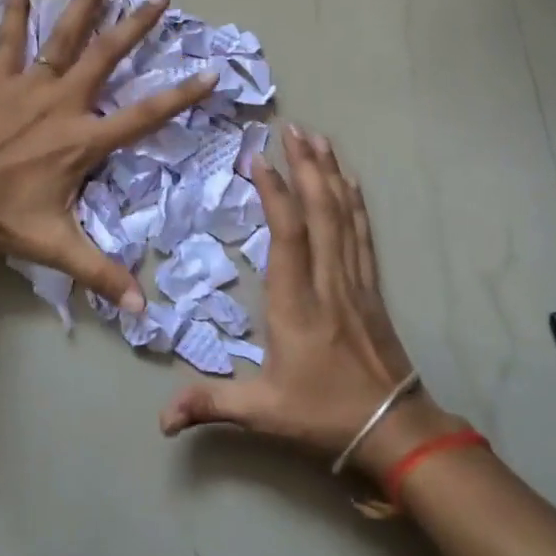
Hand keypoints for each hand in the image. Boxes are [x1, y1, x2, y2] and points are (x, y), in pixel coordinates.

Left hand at [0, 0, 216, 312]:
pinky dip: (15, 11)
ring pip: (64, 37)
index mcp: (83, 139)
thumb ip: (101, 274)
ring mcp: (29, 85)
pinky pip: (8, 39)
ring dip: (86, 4)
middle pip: (107, 57)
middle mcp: (64, 102)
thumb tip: (142, 310)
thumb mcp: (56, 245)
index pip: (144, 115)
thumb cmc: (0, 216)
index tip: (211, 72)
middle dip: (136, 27)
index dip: (181, 94)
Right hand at [159, 126, 460, 475]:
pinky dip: (355, 202)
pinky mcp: (371, 287)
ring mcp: (354, 281)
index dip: (275, 194)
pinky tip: (350, 181)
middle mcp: (328, 282)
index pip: (288, 236)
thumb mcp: (262, 413)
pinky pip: (362, 234)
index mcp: (297, 305)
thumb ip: (210, 404)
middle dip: (307, 166)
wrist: (395, 428)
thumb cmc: (324, 415)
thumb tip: (159, 420)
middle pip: (321, 212)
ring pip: (344, 216)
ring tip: (319, 138)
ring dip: (331, 174)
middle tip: (293, 127)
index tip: (259, 159)